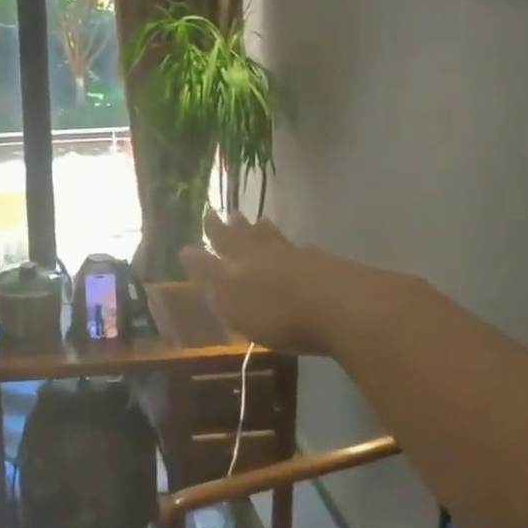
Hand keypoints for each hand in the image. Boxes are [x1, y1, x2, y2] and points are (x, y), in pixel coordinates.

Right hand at [180, 211, 336, 355]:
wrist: (341, 308)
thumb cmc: (277, 313)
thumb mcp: (232, 302)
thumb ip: (210, 276)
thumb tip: (186, 250)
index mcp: (239, 262)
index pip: (220, 242)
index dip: (211, 232)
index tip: (206, 215)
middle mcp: (265, 253)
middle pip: (247, 235)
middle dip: (235, 226)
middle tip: (230, 213)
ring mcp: (297, 256)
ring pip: (274, 238)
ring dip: (264, 231)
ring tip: (260, 221)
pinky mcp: (324, 265)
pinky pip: (299, 250)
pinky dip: (291, 247)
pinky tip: (296, 249)